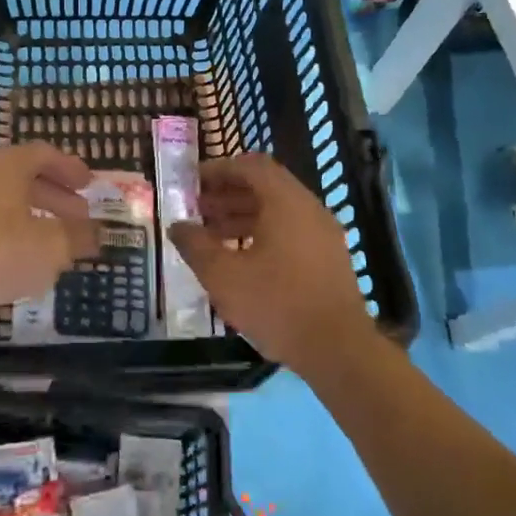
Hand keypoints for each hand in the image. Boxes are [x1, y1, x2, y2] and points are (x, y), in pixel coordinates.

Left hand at [0, 142, 99, 329]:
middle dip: (57, 197)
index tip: (89, 184)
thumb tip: (97, 234)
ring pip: (10, 204)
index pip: (45, 154)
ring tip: (60, 243)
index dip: (70, 168)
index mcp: (9, 165)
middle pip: (28, 179)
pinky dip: (16, 237)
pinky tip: (29, 263)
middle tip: (81, 216)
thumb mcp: (51, 246)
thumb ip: (78, 237)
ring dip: (38, 219)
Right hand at [168, 153, 374, 370]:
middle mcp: (309, 209)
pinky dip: (261, 234)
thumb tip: (177, 227)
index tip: (192, 182)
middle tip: (196, 210)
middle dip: (227, 194)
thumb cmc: (276, 304)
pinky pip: (290, 232)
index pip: (251, 165)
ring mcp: (323, 234)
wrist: (337, 349)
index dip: (219, 169)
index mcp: (286, 202)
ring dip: (242, 216)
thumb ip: (195, 245)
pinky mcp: (328, 259)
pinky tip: (239, 260)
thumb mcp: (223, 275)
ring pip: (277, 212)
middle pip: (265, 187)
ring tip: (210, 237)